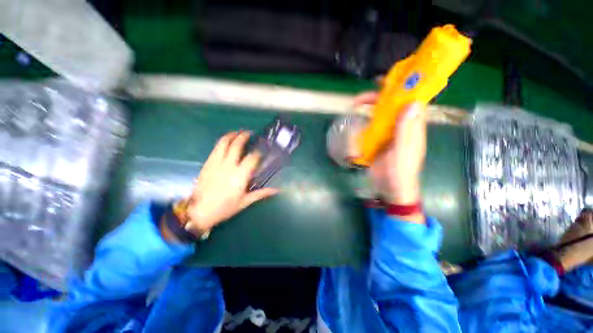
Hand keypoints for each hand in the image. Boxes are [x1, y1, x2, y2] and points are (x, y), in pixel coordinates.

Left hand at [184, 131, 278, 235]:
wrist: (198, 212)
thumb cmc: (224, 208)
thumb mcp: (245, 201)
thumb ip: (261, 193)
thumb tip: (277, 190)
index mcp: (240, 176)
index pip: (252, 158)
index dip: (259, 152)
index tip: (263, 149)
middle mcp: (228, 166)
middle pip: (237, 145)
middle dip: (244, 136)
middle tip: (250, 133)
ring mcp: (216, 163)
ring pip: (223, 143)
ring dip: (231, 135)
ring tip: (237, 132)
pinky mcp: (208, 163)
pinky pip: (215, 148)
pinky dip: (222, 142)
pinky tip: (226, 142)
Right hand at [354, 92, 426, 220]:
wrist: (391, 188)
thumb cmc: (400, 172)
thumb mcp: (403, 152)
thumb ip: (406, 131)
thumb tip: (412, 103)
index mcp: (413, 127)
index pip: (411, 102)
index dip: (404, 88)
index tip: (390, 79)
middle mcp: (402, 127)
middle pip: (392, 106)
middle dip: (379, 98)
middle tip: (360, 98)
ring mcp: (389, 134)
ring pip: (381, 115)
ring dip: (370, 108)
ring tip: (355, 105)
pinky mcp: (379, 141)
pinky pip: (372, 127)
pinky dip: (365, 121)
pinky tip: (356, 120)